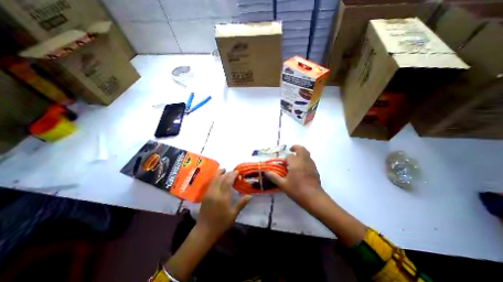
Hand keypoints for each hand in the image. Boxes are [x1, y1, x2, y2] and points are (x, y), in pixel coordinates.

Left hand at [197, 168, 250, 240]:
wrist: (204, 231)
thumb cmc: (221, 223)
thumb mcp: (233, 214)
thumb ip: (241, 203)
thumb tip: (250, 196)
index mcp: (223, 197)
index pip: (227, 181)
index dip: (233, 175)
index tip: (237, 172)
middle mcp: (215, 192)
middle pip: (220, 178)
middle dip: (227, 173)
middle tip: (233, 172)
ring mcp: (208, 193)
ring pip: (214, 179)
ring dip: (219, 173)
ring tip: (224, 170)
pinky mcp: (205, 195)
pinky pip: (210, 183)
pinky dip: (215, 178)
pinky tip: (218, 178)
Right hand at [267, 146, 326, 214]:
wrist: (314, 198)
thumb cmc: (297, 190)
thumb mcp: (283, 184)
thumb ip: (274, 177)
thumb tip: (265, 172)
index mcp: (295, 163)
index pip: (289, 156)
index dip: (285, 159)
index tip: (283, 165)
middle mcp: (304, 161)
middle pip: (301, 149)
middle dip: (295, 147)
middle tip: (291, 149)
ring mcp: (311, 164)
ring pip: (306, 153)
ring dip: (301, 153)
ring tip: (296, 158)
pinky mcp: (315, 169)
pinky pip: (310, 159)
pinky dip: (305, 159)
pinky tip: (302, 167)